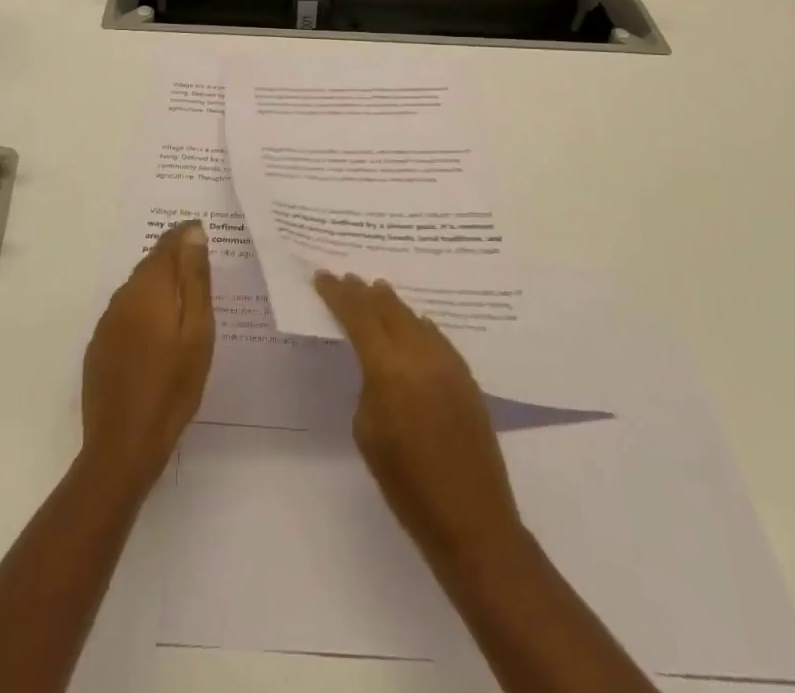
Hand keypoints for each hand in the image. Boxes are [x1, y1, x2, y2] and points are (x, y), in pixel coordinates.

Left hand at [80, 221, 213, 490]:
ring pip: (137, 289)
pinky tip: (157, 332)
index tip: (203, 232)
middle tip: (200, 265)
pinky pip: (126, 313)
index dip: (185, 235)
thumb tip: (192, 232)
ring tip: (184, 299)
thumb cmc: (172, 386)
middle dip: (173, 259)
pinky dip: (144, 310)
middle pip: (150, 265)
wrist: (123, 445)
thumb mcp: (197, 331)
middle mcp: (123, 297)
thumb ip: (195, 279)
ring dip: (158, 285)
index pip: (167, 245)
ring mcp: (107, 323)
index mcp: (149, 288)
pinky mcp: (100, 347)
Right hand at [315, 271, 523, 565]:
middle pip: (388, 308)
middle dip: (364, 293)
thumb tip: (378, 366)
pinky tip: (414, 324)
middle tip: (348, 279)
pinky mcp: (466, 376)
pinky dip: (417, 325)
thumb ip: (369, 386)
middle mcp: (420, 354)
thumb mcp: (367, 432)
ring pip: (414, 318)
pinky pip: (435, 337)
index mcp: (389, 368)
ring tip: (377, 291)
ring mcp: (447, 362)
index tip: (323, 276)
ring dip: (392, 305)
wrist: (470, 517)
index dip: (338, 295)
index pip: (358, 316)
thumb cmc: (406, 484)